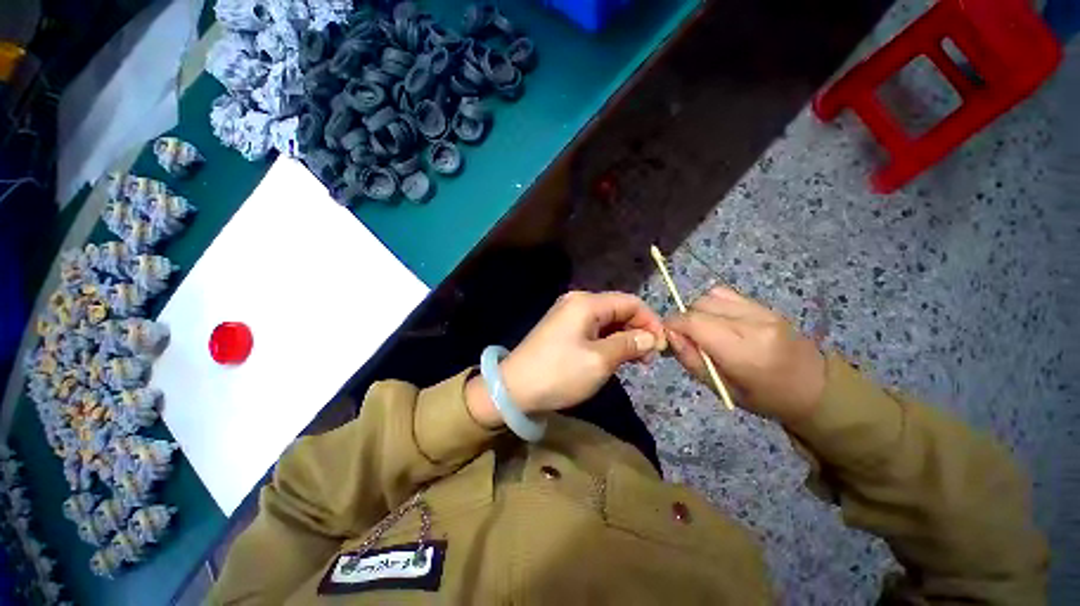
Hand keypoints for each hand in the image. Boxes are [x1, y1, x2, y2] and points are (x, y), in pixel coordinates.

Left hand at [466, 291, 665, 426]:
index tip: (662, 347)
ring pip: (607, 321)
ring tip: (635, 361)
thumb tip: (652, 337)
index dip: (650, 321)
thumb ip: (629, 344)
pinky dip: (608, 341)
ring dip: (624, 337)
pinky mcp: (562, 329)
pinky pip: (593, 329)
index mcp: (587, 303)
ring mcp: (567, 314)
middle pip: (618, 309)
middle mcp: (577, 302)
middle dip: (637, 330)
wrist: (514, 389)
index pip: (630, 302)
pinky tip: (614, 357)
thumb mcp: (600, 361)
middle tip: (648, 359)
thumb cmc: (559, 373)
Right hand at [663, 286, 825, 423]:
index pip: (693, 321)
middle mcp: (753, 324)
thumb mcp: (721, 388)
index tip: (668, 336)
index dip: (672, 324)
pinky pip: (727, 294)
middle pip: (699, 305)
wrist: (815, 387)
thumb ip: (691, 359)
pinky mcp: (766, 305)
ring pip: (711, 295)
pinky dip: (714, 304)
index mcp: (743, 351)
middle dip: (685, 319)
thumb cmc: (764, 397)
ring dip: (699, 310)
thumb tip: (670, 334)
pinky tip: (720, 320)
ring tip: (705, 329)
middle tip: (688, 338)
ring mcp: (762, 310)